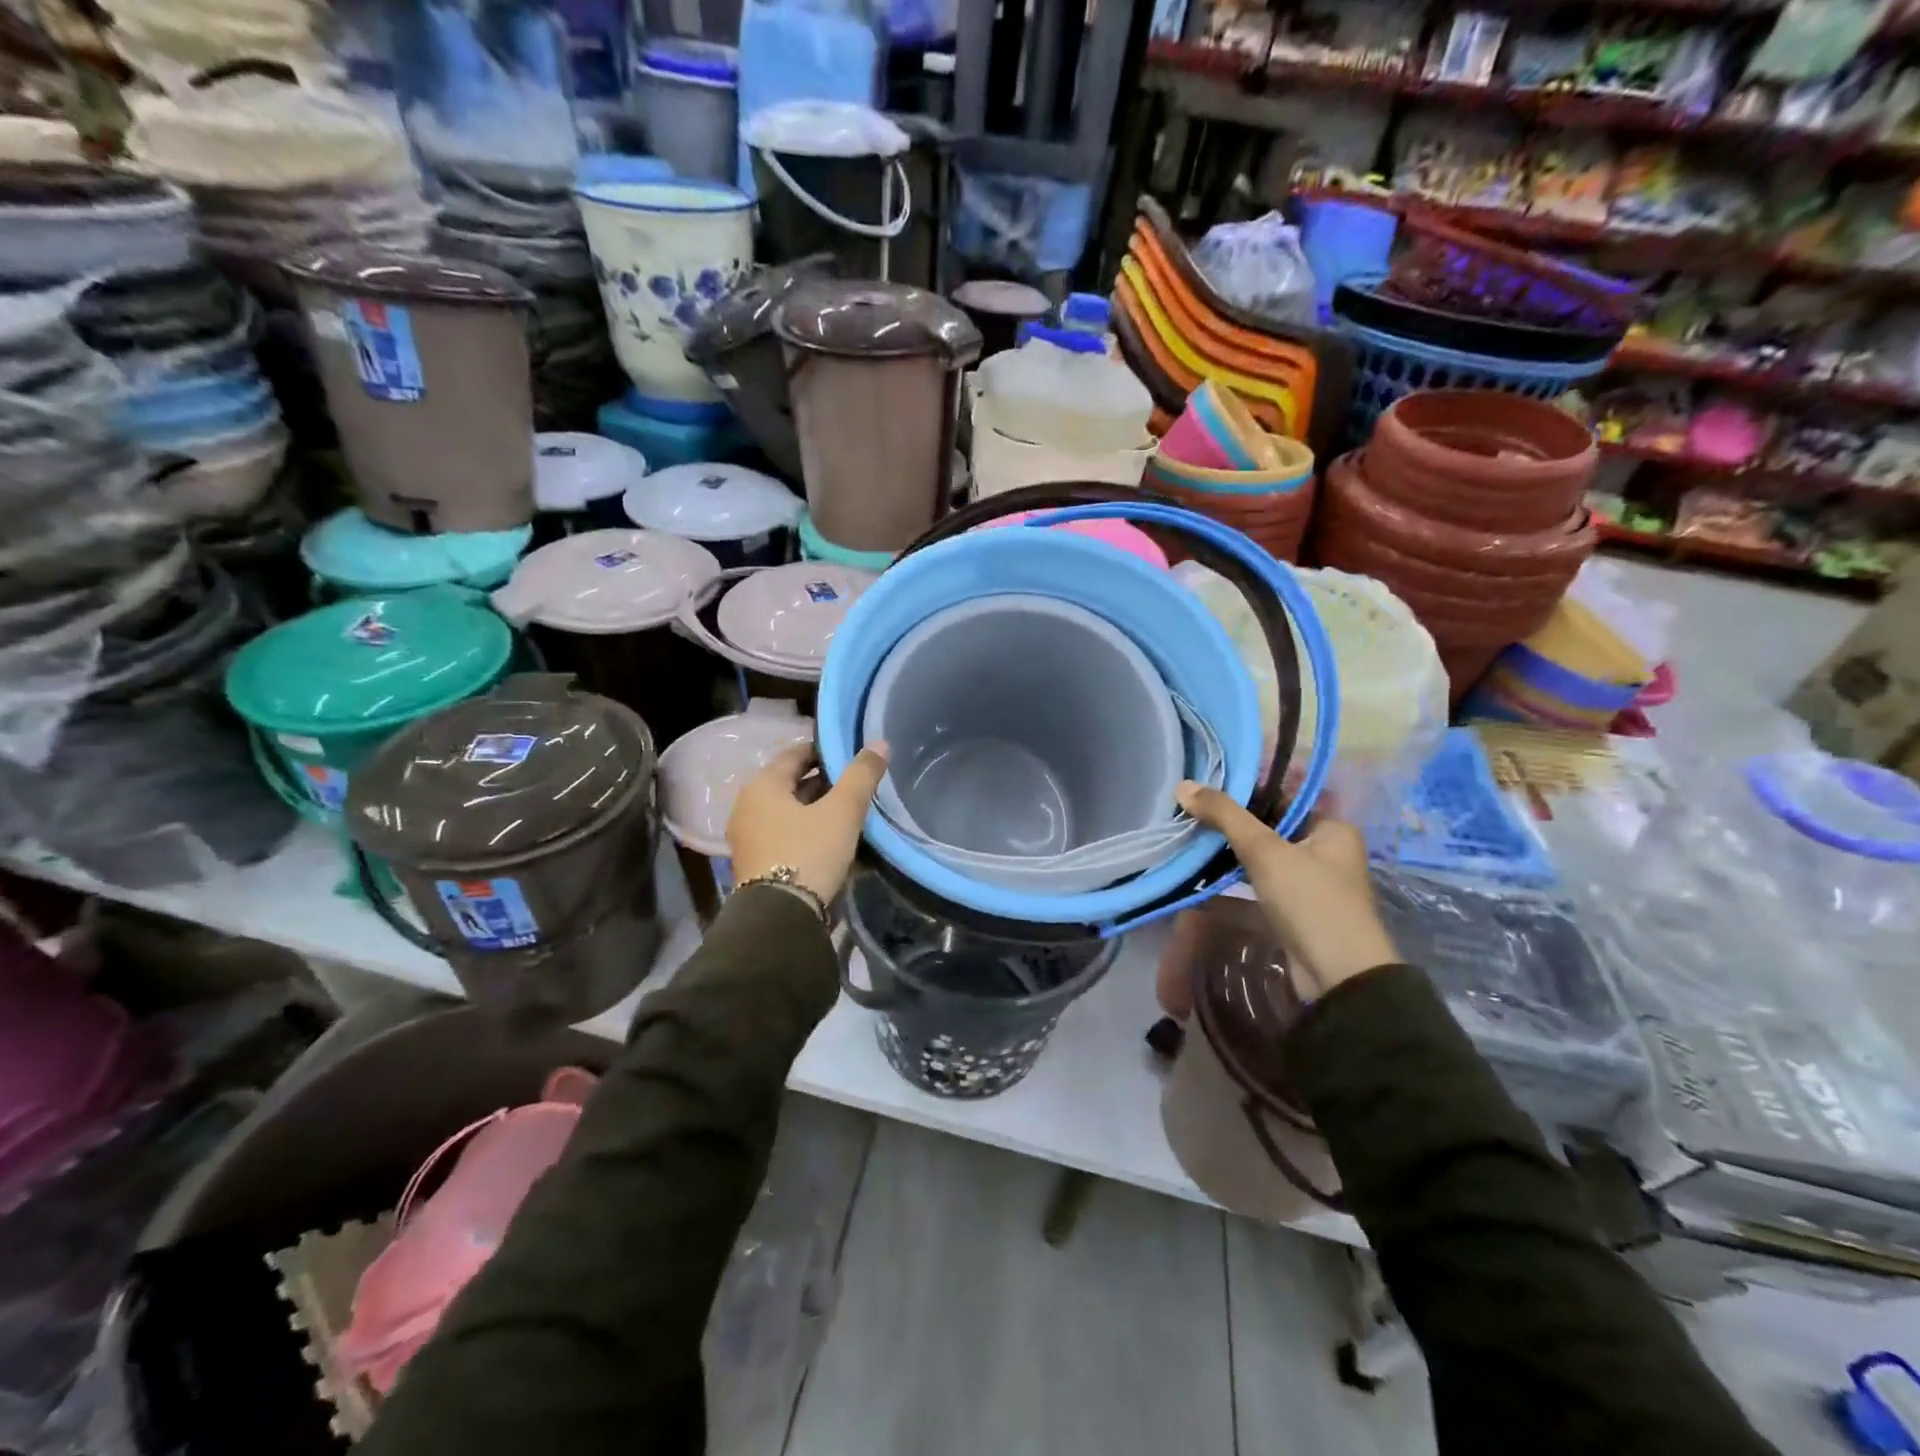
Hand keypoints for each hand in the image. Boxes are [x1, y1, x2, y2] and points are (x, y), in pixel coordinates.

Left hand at [727, 744, 889, 906]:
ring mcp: (748, 838)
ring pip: (790, 813)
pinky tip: (835, 842)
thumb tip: (879, 743)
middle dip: (824, 783)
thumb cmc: (808, 853)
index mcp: (762, 786)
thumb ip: (861, 775)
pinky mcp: (756, 864)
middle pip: (791, 784)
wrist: (780, 918)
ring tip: (851, 814)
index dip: (824, 751)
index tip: (851, 755)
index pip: (794, 754)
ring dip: (818, 810)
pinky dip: (809, 832)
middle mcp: (748, 807)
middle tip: (856, 785)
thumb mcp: (842, 811)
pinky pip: (786, 836)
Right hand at [1176, 782, 1398, 997]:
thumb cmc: (1310, 901)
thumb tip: (1183, 786)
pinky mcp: (1296, 913)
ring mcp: (1312, 885)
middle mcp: (1327, 853)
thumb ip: (1225, 816)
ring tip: (1190, 842)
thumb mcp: (1265, 851)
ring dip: (1229, 855)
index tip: (1204, 791)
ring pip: (1262, 860)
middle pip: (1270, 829)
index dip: (1244, 793)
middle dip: (1231, 826)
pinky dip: (1234, 884)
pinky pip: (1259, 887)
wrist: (1338, 976)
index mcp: (1333, 829)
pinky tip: (1202, 880)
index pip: (1283, 798)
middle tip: (1190, 816)